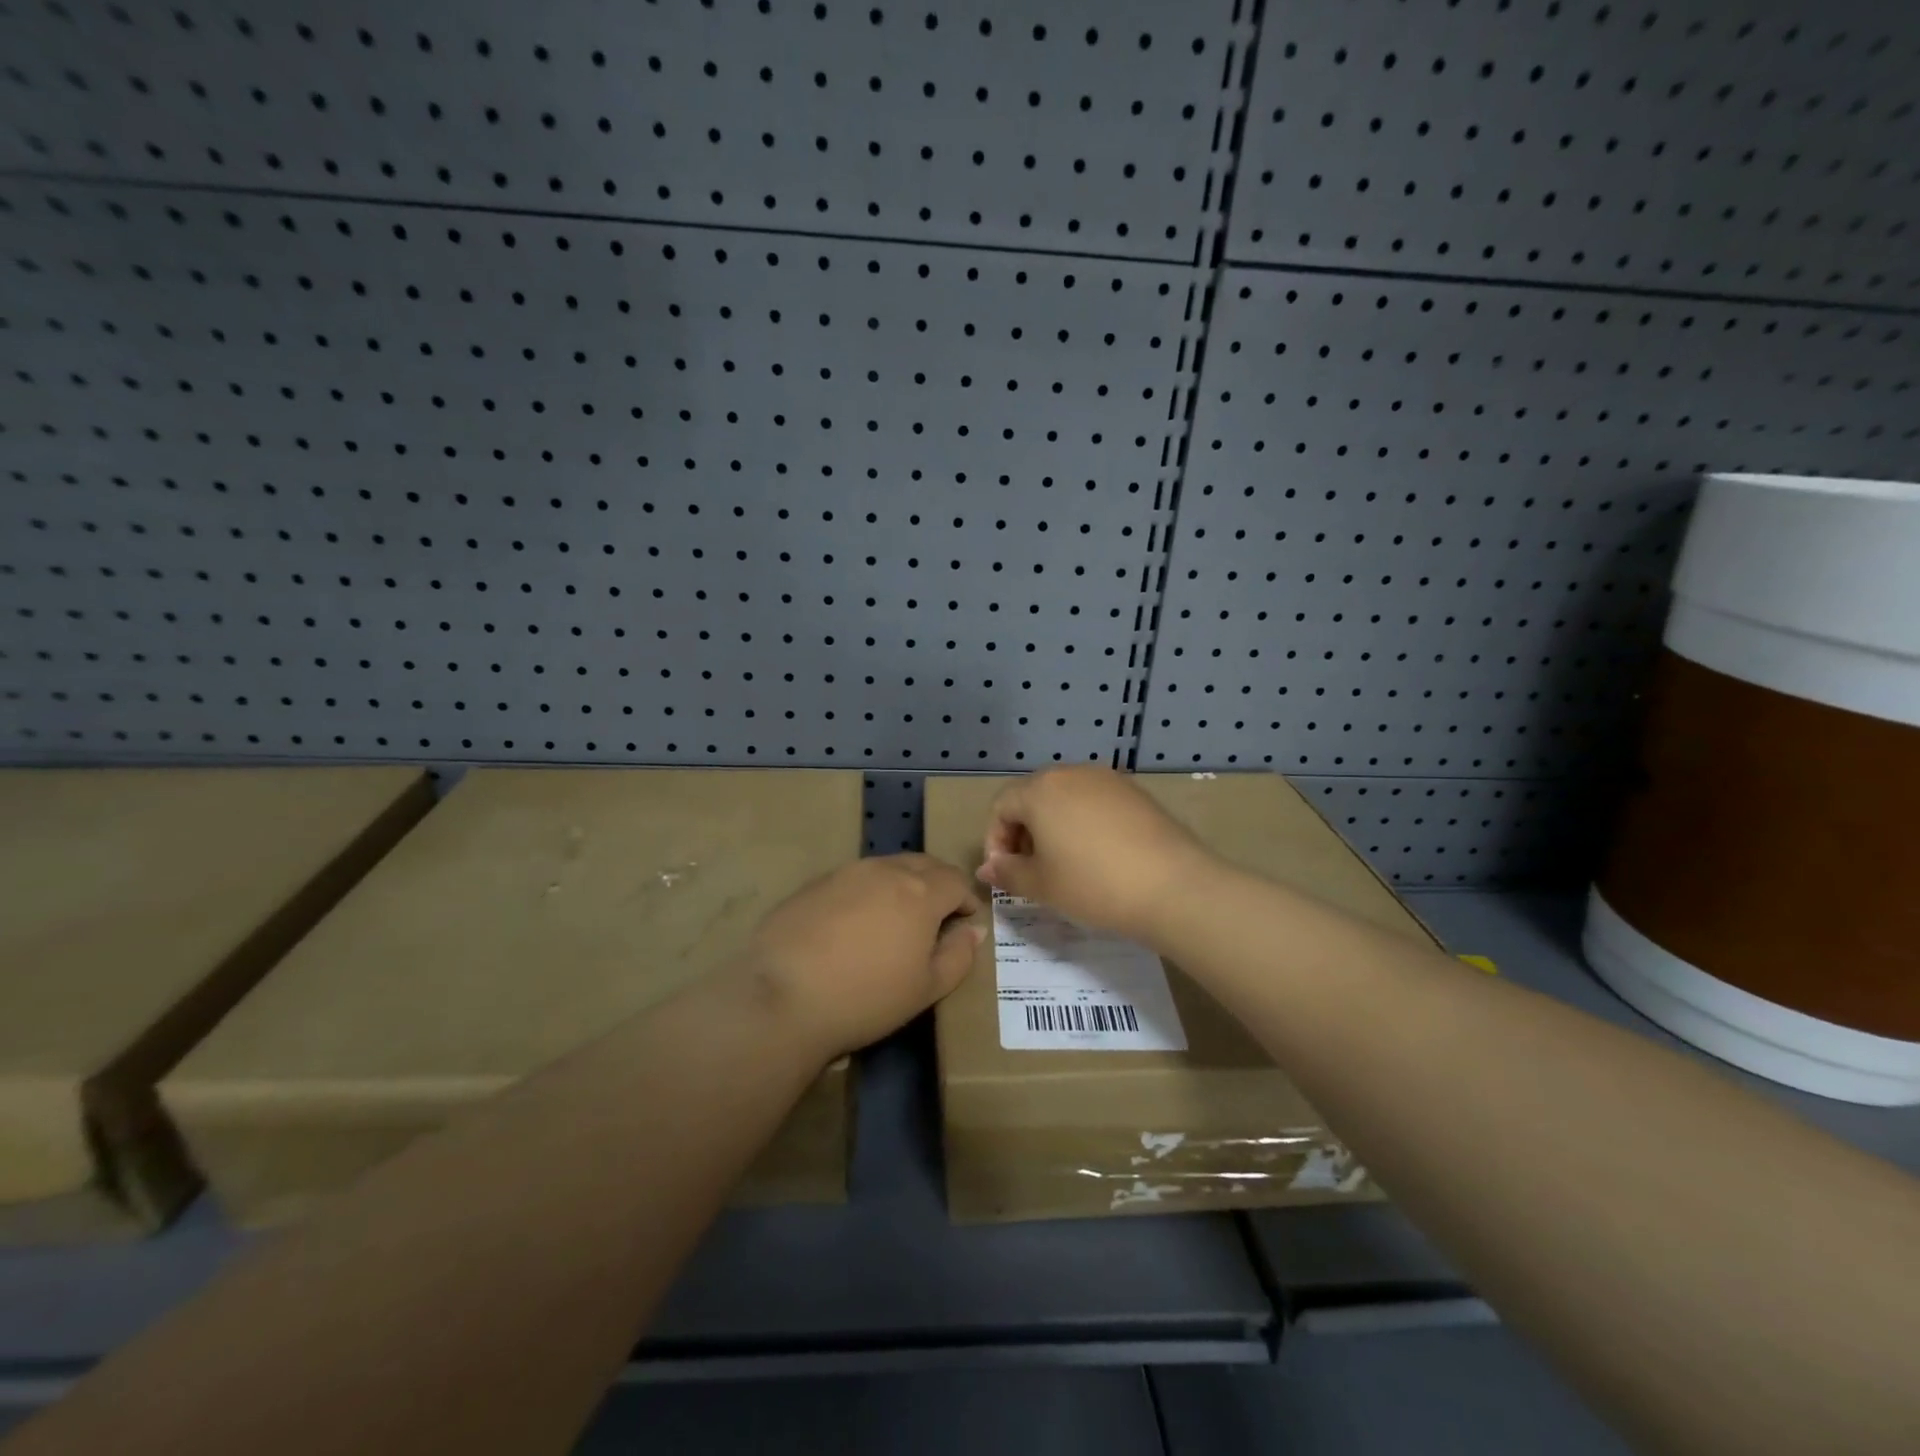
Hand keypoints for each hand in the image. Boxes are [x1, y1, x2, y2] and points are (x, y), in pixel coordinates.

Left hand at [744, 854, 985, 1057]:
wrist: (783, 997)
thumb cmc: (867, 997)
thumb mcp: (926, 989)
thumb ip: (958, 955)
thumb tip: (972, 930)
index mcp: (920, 891)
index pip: (956, 880)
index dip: (966, 899)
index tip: (965, 920)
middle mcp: (885, 870)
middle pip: (923, 864)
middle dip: (938, 884)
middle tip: (937, 914)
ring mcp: (846, 872)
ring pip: (887, 867)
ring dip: (902, 884)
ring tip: (896, 918)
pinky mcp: (814, 884)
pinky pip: (854, 880)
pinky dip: (867, 893)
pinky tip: (854, 924)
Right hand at [977, 766, 1217, 943]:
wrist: (1173, 886)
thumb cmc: (1093, 884)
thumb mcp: (1041, 885)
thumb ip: (1007, 873)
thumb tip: (987, 869)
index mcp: (1040, 790)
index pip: (1001, 807)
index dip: (995, 841)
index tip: (1005, 875)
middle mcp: (1071, 773)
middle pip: (1033, 797)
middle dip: (1023, 833)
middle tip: (1031, 871)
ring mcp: (1107, 780)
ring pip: (1065, 799)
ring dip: (1054, 828)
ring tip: (1064, 865)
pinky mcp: (1135, 792)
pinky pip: (1095, 803)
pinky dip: (1085, 824)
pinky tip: (1098, 856)